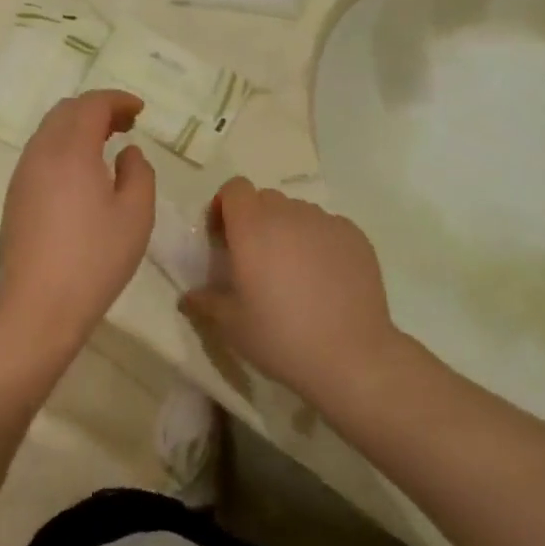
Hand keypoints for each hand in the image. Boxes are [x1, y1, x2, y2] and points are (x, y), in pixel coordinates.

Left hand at [0, 91, 154, 355]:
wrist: (39, 305)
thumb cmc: (95, 259)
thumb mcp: (136, 215)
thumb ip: (139, 172)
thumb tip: (127, 152)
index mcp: (71, 150)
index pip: (92, 104)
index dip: (118, 100)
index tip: (140, 111)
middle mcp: (41, 152)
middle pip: (66, 110)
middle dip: (97, 109)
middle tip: (126, 125)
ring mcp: (23, 173)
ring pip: (49, 130)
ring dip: (78, 127)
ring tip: (106, 145)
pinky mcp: (15, 195)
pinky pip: (40, 152)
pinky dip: (64, 146)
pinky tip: (82, 172)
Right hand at [179, 178, 400, 406]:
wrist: (352, 357)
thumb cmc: (281, 337)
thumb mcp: (231, 326)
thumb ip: (206, 302)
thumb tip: (189, 296)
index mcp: (252, 227)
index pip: (234, 188)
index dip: (226, 207)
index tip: (224, 238)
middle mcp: (289, 214)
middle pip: (266, 199)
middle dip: (256, 220)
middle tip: (257, 260)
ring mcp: (326, 222)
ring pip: (298, 213)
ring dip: (289, 231)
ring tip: (295, 272)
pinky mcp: (355, 236)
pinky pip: (328, 228)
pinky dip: (319, 243)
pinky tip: (325, 280)